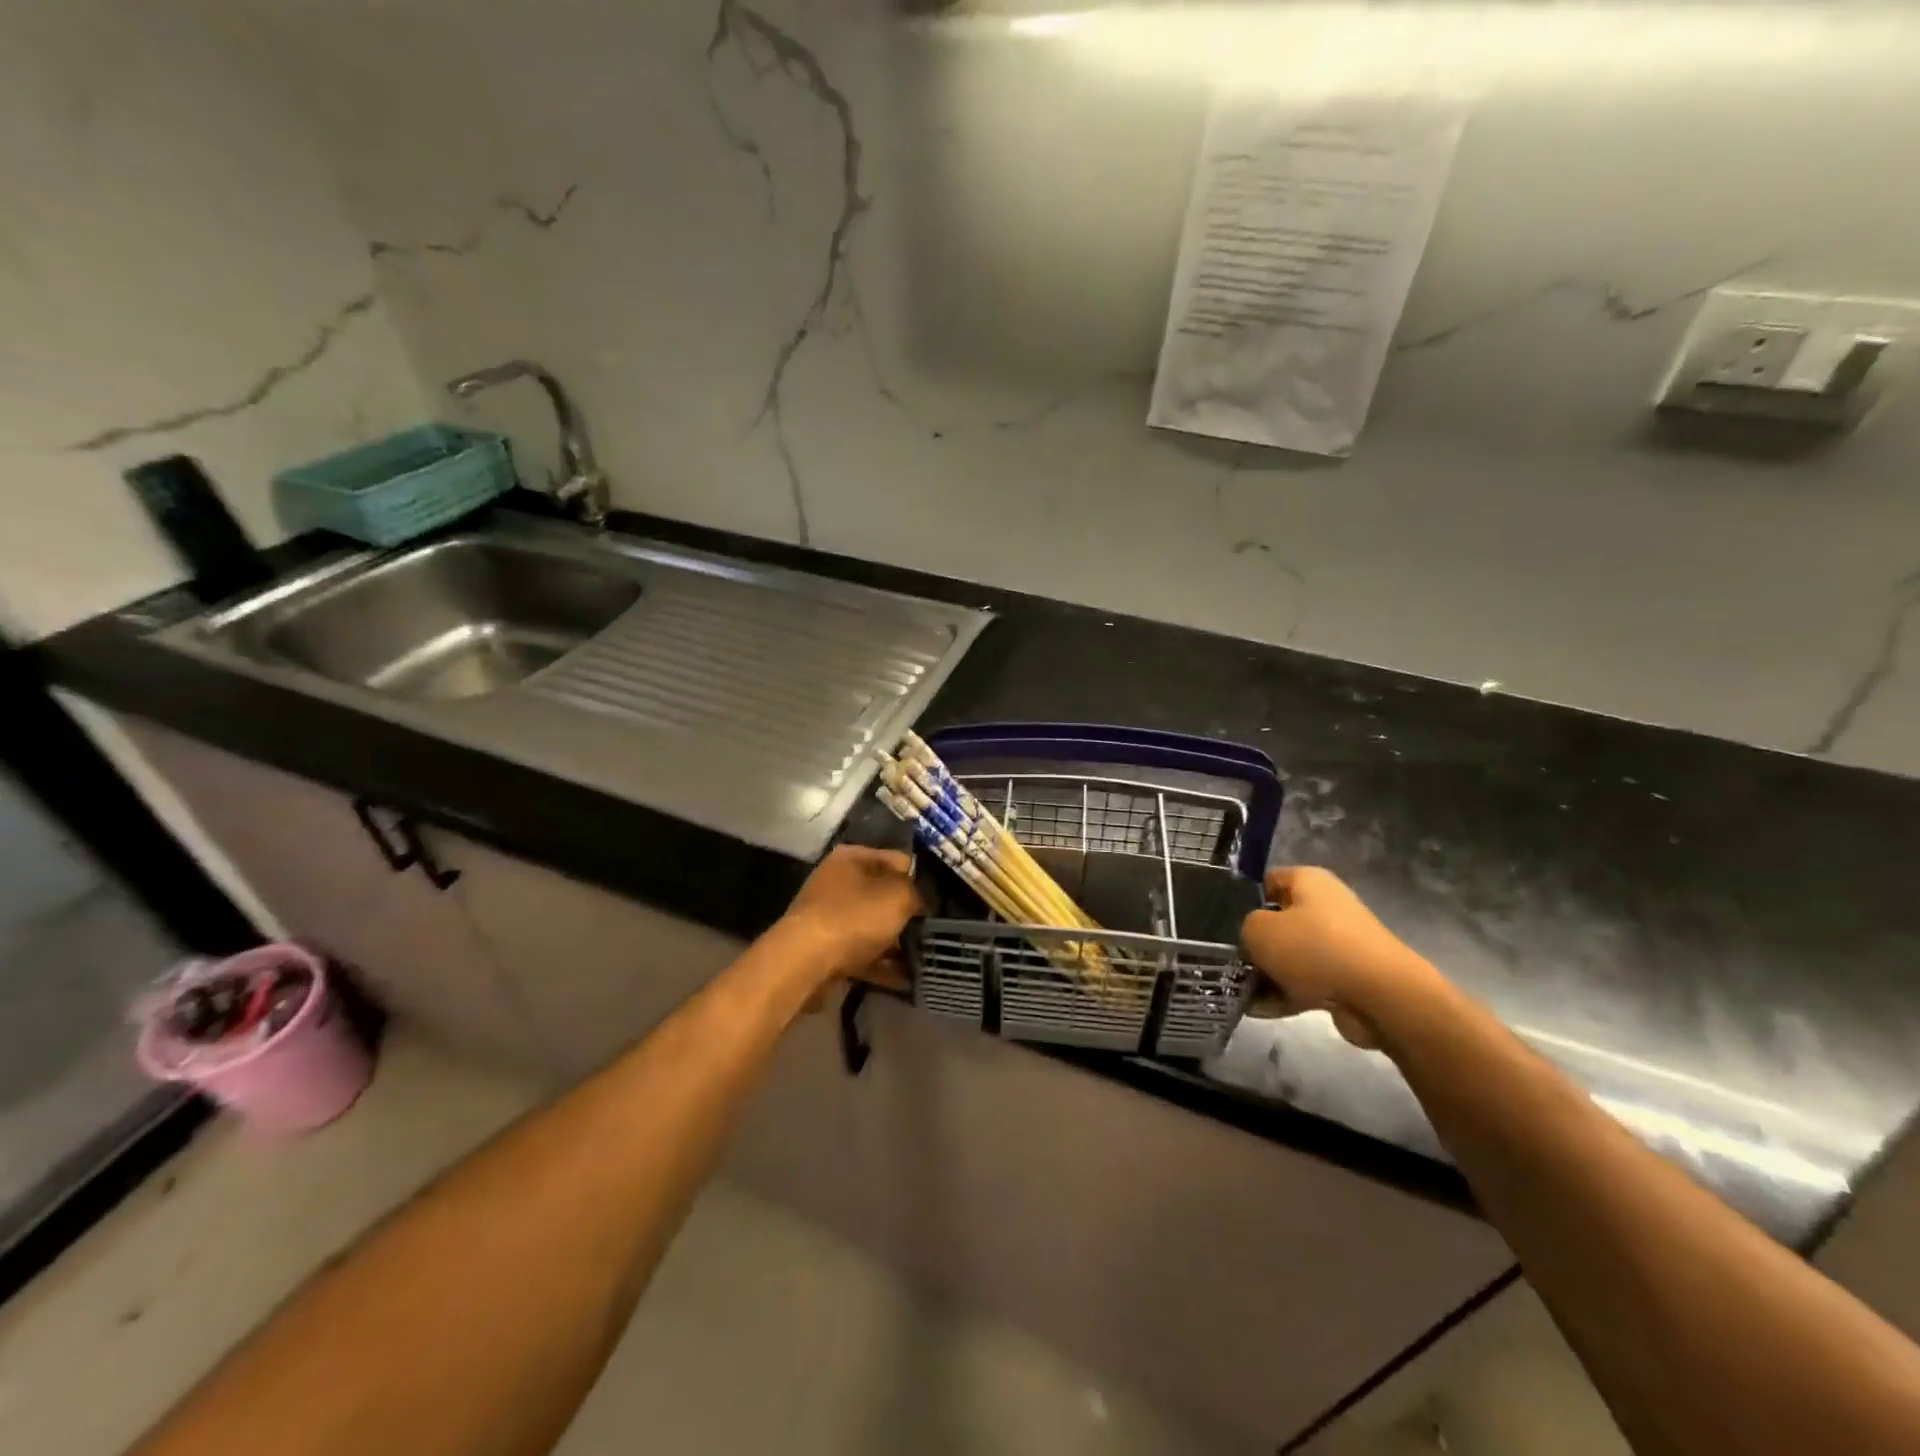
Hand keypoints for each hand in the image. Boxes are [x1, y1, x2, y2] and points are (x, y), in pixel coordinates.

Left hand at [778, 845, 923, 988]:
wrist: (804, 964)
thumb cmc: (854, 918)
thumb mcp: (899, 897)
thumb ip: (919, 892)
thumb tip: (925, 899)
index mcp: (852, 857)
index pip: (899, 860)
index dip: (923, 881)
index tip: (942, 903)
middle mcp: (837, 881)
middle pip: (884, 895)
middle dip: (909, 916)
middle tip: (935, 933)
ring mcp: (828, 916)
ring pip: (873, 926)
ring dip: (897, 943)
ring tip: (924, 959)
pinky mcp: (825, 948)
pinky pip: (862, 952)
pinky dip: (882, 964)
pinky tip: (906, 980)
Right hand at [1240, 867, 1438, 1048]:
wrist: (1381, 998)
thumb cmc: (1315, 949)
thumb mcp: (1259, 929)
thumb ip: (1244, 928)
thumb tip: (1252, 938)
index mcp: (1308, 881)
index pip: (1266, 881)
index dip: (1242, 900)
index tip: (1222, 924)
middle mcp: (1325, 906)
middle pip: (1278, 921)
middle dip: (1254, 943)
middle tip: (1228, 961)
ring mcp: (1338, 944)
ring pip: (1290, 956)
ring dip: (1266, 973)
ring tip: (1238, 990)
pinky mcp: (1346, 978)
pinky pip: (1305, 982)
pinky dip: (1284, 995)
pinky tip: (1257, 1010)